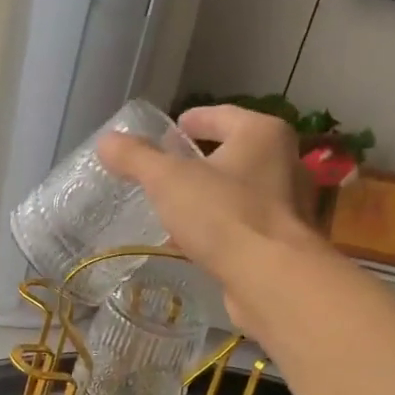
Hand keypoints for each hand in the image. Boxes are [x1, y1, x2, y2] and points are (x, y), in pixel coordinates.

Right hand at [98, 104, 319, 329]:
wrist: (271, 279)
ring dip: (209, 196)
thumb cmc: (223, 215)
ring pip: (239, 190)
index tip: (167, 132)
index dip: (191, 120)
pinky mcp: (283, 241)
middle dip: (199, 161)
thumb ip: (136, 158)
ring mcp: (288, 204)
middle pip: (233, 152)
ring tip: (175, 208)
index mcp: (262, 134)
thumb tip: (106, 141)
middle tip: (164, 171)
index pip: (221, 115)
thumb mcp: (168, 180)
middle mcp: (284, 162)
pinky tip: (194, 242)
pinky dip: (219, 227)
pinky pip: (243, 224)